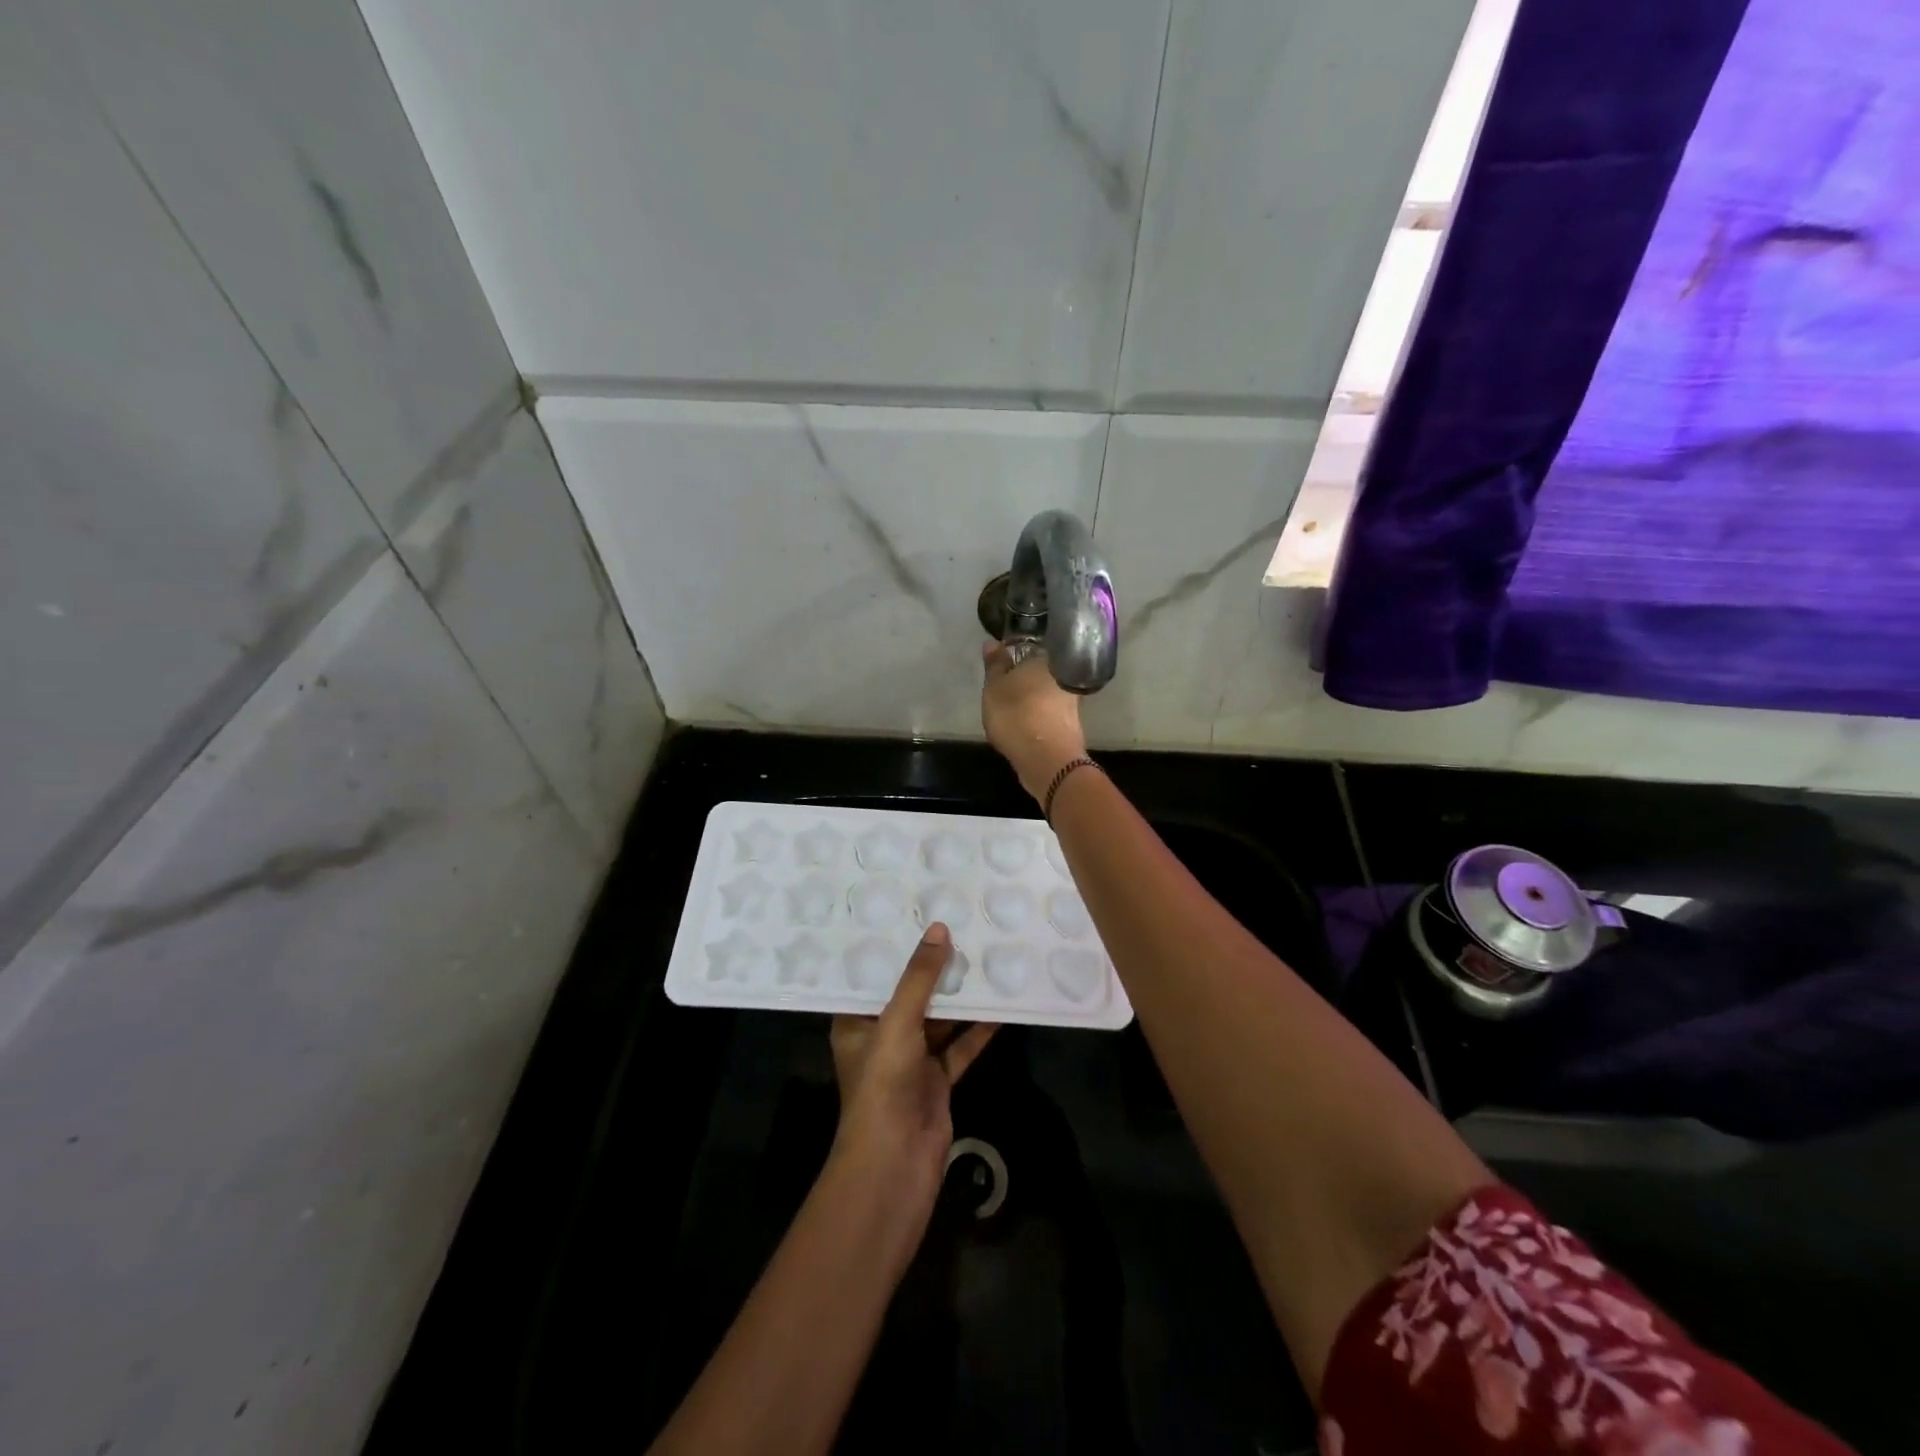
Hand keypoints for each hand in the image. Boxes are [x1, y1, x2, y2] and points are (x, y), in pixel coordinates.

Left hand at [829, 924, 997, 1208]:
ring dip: (960, 996)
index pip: (872, 976)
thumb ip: (920, 978)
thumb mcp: (898, 1021)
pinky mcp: (937, 1081)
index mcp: (856, 1022)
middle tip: (958, 926)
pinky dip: (978, 1029)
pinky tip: (1000, 1005)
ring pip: (939, 1019)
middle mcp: (882, 1037)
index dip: (892, 948)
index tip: (914, 914)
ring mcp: (911, 1061)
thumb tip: (939, 928)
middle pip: (910, 995)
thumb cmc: (883, 1084)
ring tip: (984, 955)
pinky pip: (960, 1046)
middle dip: (933, 968)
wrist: (896, 1164)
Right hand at [981, 641, 1088, 802]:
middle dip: (1027, 676)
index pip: (1032, 645)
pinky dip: (1040, 713)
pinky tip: (1026, 721)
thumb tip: (992, 642)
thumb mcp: (994, 687)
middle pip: (1042, 669)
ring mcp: (1071, 699)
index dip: (1017, 652)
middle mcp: (1064, 673)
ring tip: (1013, 706)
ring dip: (1034, 696)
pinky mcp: (1072, 722)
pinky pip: (1051, 710)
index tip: (1004, 662)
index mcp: (1046, 657)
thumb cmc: (1015, 714)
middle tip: (1006, 686)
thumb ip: (994, 665)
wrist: (1046, 758)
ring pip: (1048, 690)